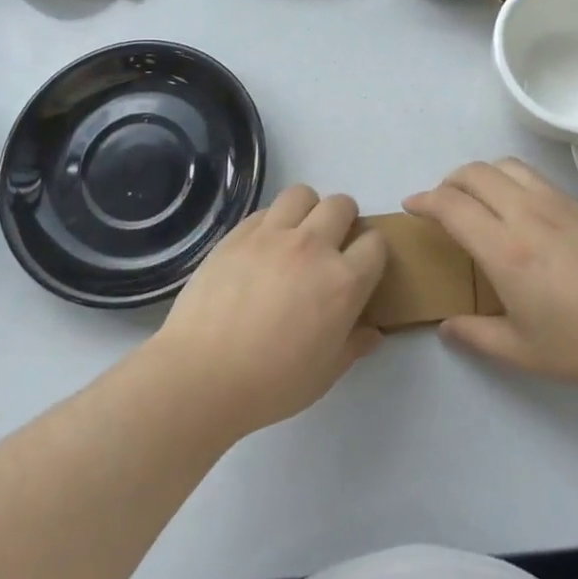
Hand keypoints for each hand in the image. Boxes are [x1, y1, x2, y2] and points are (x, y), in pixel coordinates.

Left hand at [152, 186, 387, 439]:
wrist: (202, 375)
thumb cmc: (271, 384)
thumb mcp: (325, 374)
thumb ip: (353, 345)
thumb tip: (371, 331)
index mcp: (342, 282)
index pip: (375, 243)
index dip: (372, 253)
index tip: (361, 268)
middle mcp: (313, 247)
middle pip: (342, 205)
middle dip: (344, 220)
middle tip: (331, 247)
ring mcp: (272, 235)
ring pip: (302, 194)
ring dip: (308, 210)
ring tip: (297, 236)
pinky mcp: (238, 233)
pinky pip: (266, 210)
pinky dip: (271, 222)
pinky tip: (261, 249)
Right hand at [406, 159, 577, 393]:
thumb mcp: (524, 353)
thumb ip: (477, 336)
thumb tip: (446, 327)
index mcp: (505, 250)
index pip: (451, 205)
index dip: (424, 200)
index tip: (411, 207)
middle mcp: (525, 214)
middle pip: (473, 173)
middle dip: (446, 182)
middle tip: (439, 205)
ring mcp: (555, 203)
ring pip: (503, 165)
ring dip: (478, 174)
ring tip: (474, 198)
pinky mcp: (577, 204)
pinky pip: (530, 175)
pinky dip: (507, 178)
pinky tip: (514, 206)